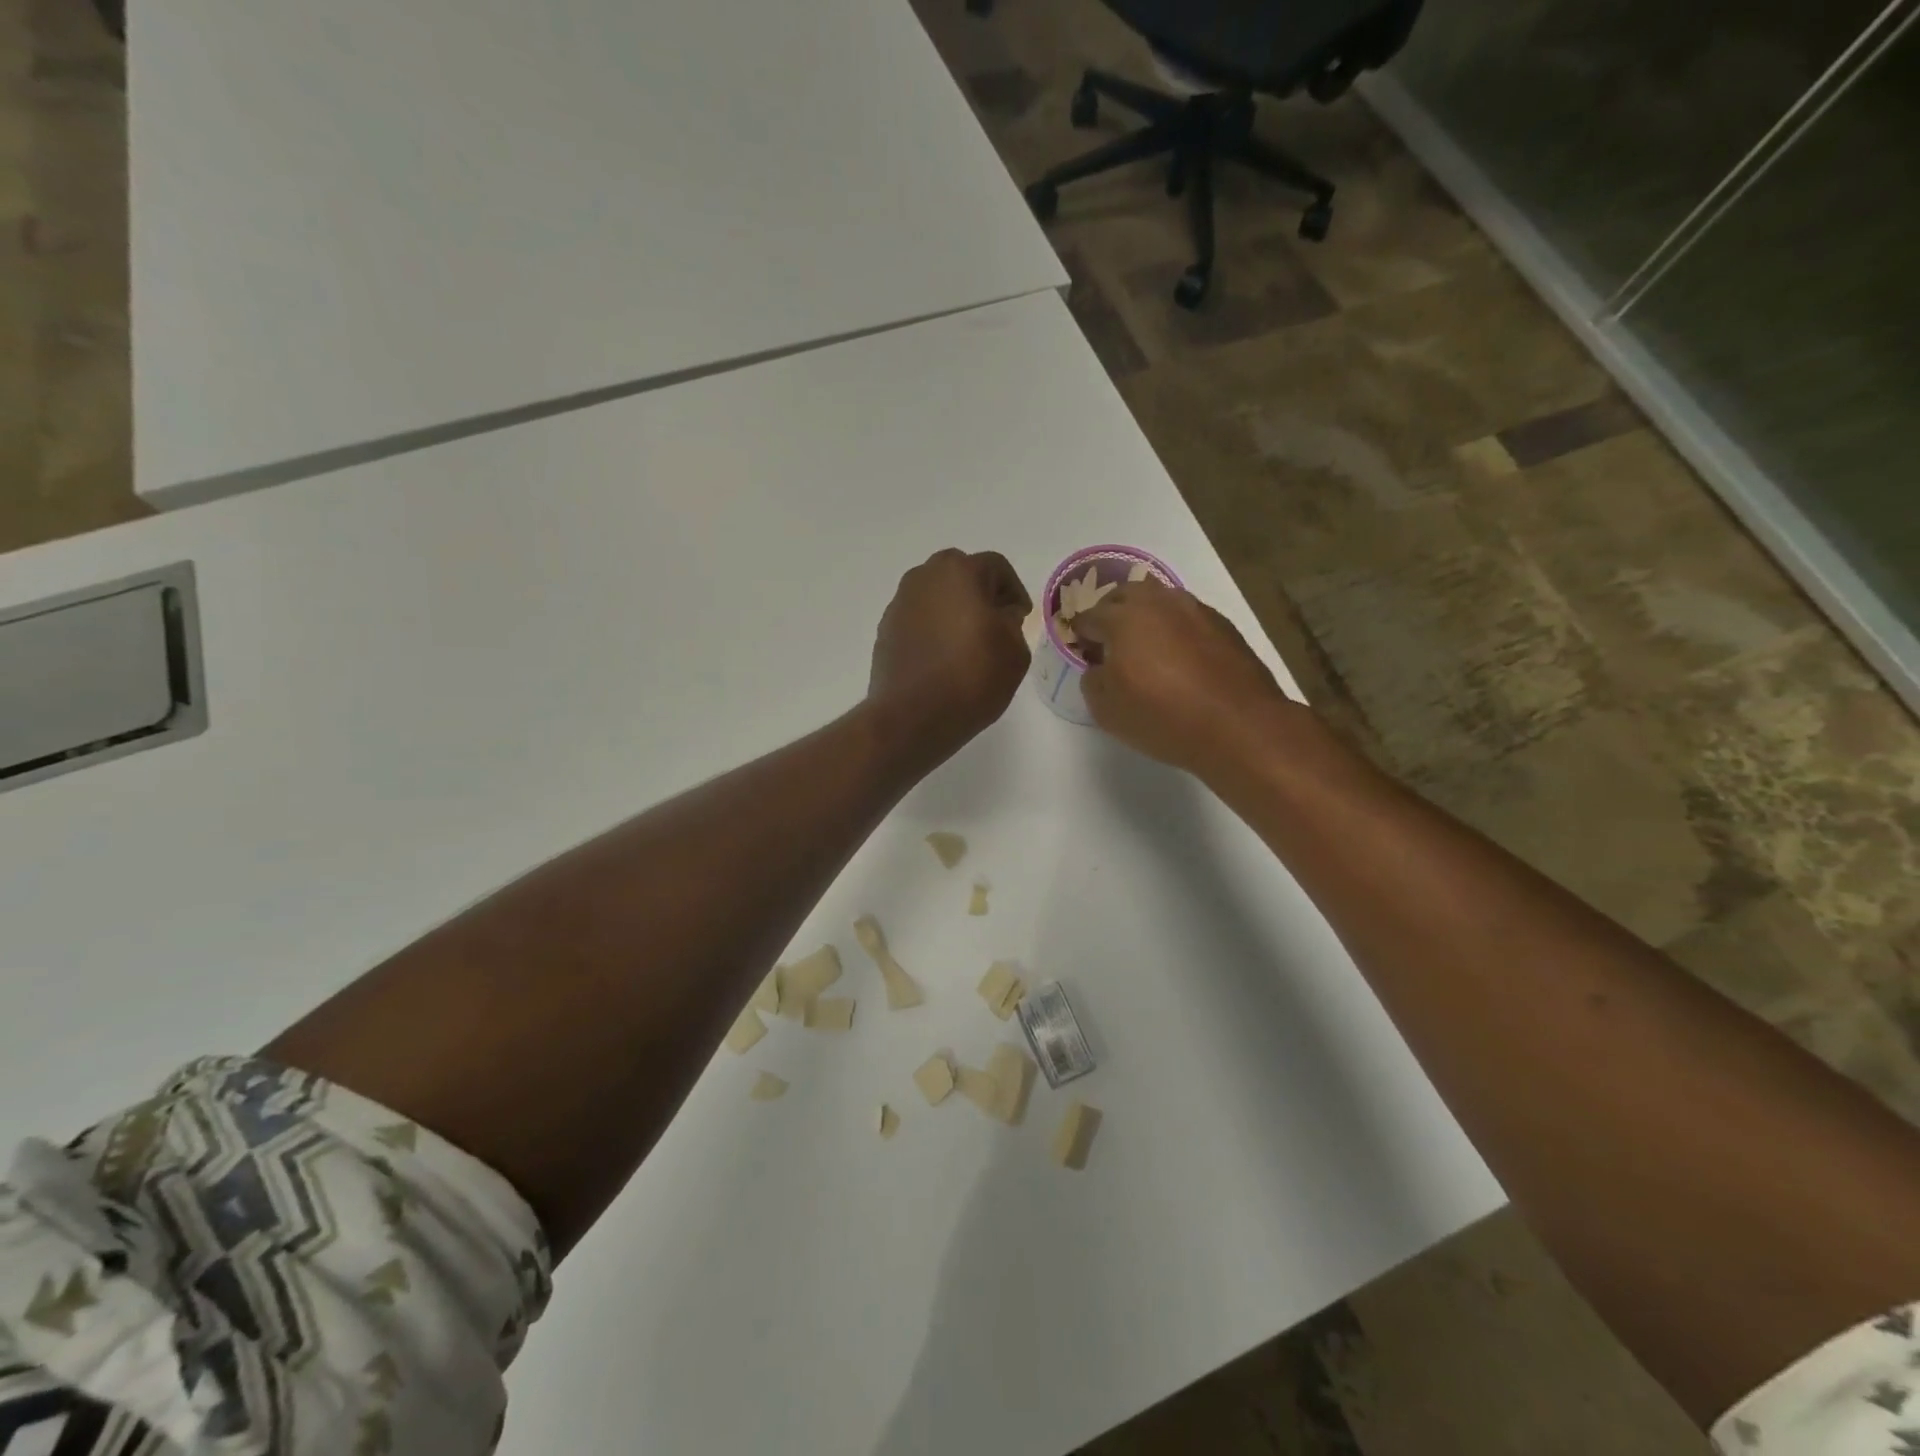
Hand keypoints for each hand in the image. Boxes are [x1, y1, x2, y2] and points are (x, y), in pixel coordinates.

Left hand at [868, 549, 1032, 765]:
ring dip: (953, 610)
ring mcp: (900, 603)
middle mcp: (924, 577)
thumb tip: (998, 616)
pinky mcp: (886, 630)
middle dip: (980, 594)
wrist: (913, 716)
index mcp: (960, 571)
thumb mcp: (1015, 651)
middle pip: (961, 574)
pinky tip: (943, 658)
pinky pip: (918, 619)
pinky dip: (933, 629)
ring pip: (936, 596)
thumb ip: (1012, 623)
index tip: (1020, 617)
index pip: (997, 567)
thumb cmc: (972, 678)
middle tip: (995, 624)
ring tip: (968, 643)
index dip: (1014, 591)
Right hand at [1076, 580, 1291, 775]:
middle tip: (1110, 644)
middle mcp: (1158, 603)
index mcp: (1123, 618)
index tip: (1084, 655)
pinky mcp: (1222, 624)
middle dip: (1111, 614)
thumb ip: (1092, 680)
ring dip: (1145, 617)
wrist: (1238, 725)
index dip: (1081, 636)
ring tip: (1146, 649)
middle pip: (1124, 595)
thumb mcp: (1106, 710)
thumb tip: (1099, 667)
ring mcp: (1194, 609)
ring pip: (1159, 600)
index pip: (1088, 617)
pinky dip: (1175, 629)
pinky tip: (1179, 658)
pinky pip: (1186, 617)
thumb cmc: (1163, 717)